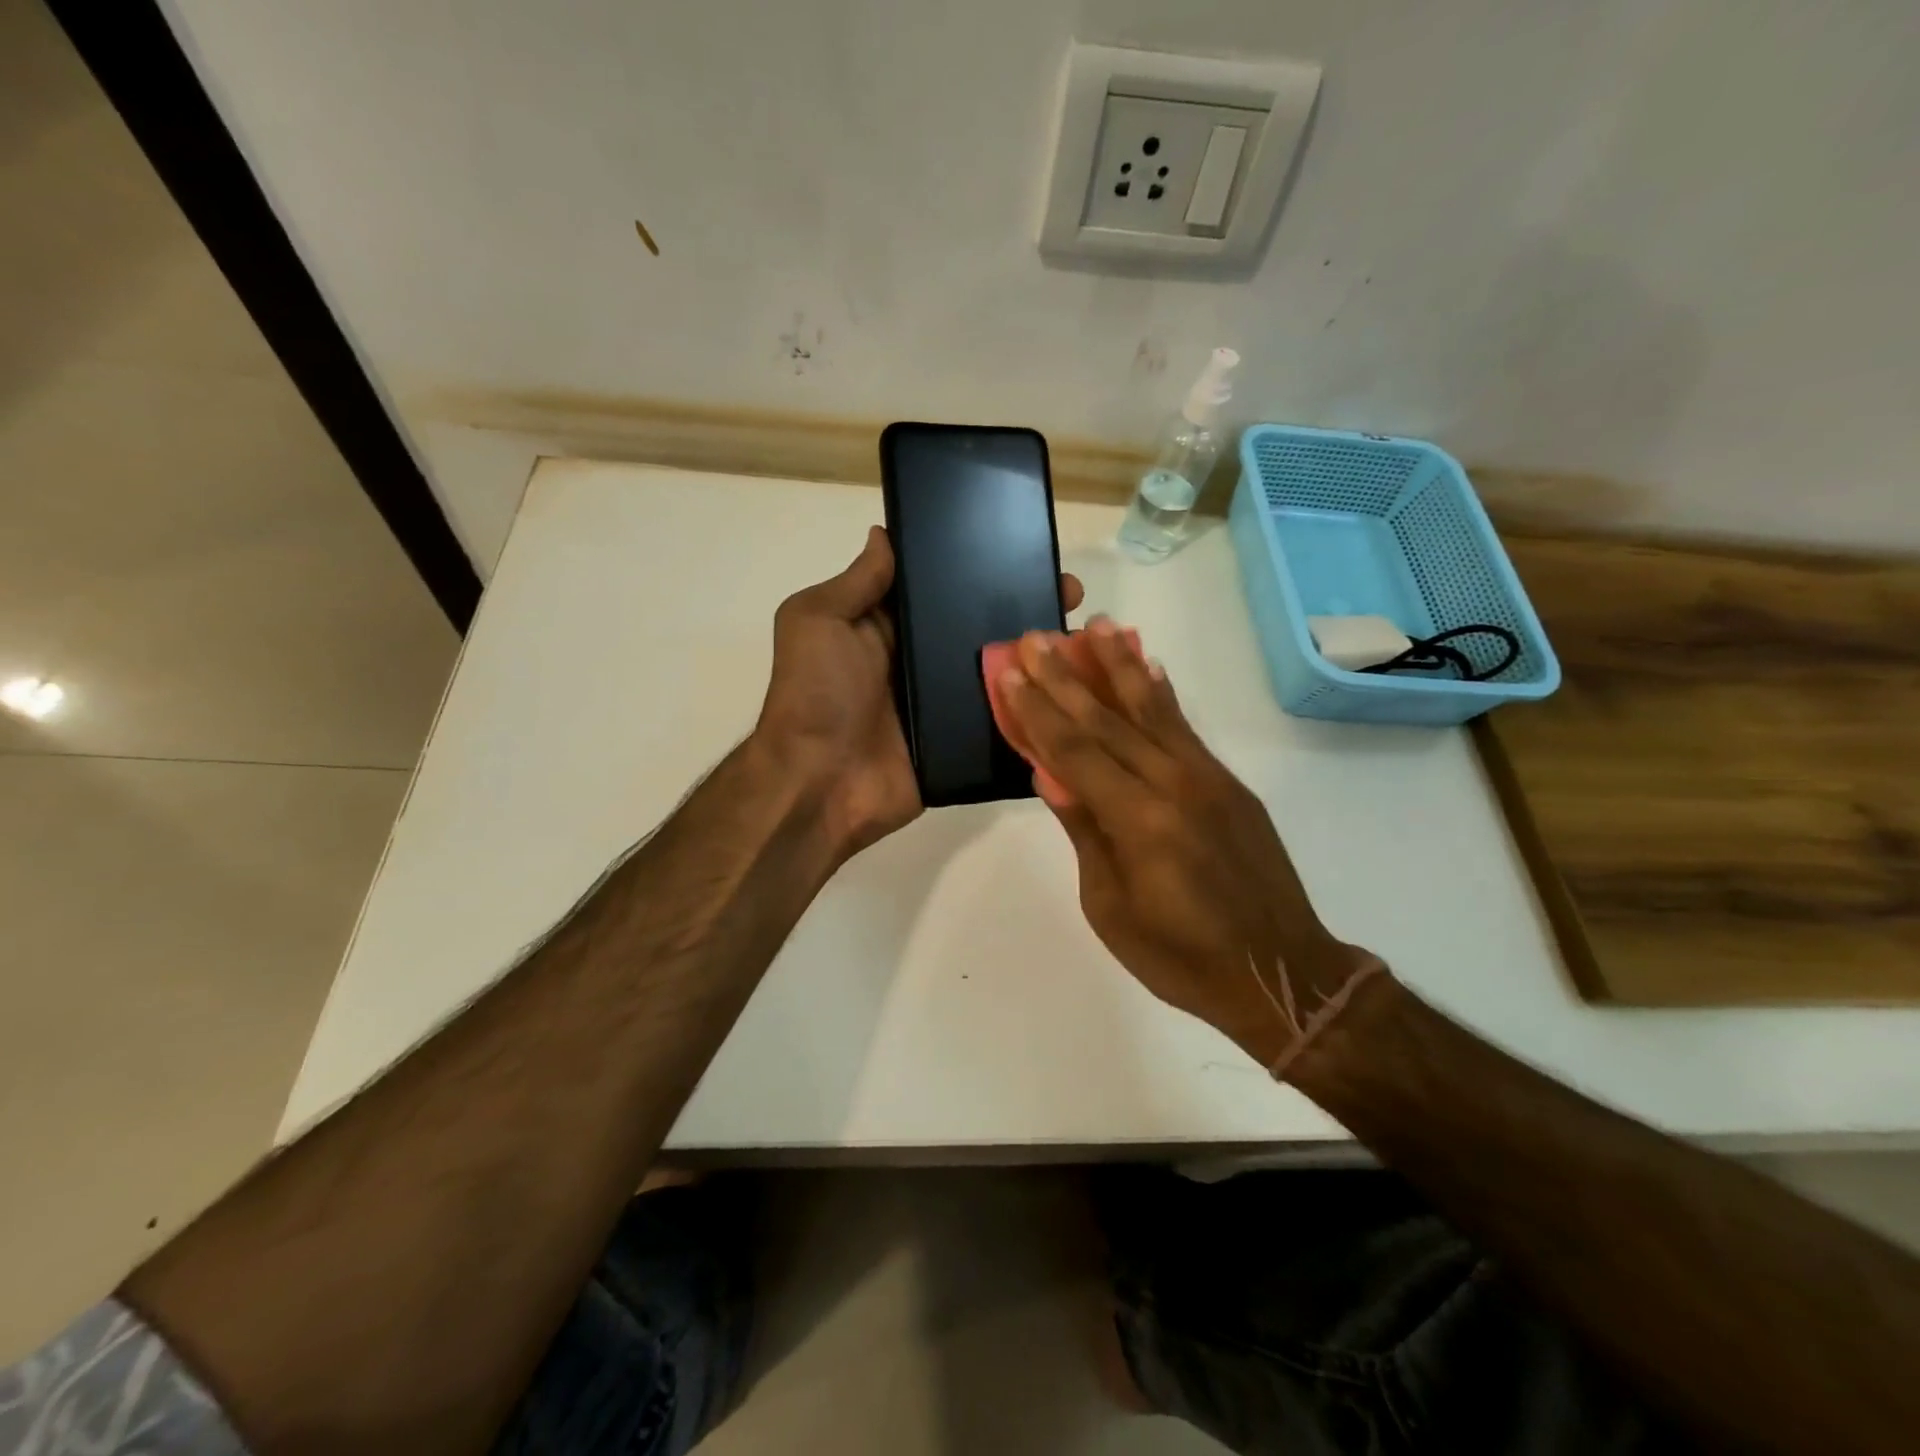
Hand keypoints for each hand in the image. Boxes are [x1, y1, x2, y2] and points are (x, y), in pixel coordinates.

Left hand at [755, 526, 1082, 861]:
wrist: (820, 784)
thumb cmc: (816, 694)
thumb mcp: (818, 621)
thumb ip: (856, 582)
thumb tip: (885, 533)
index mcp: (890, 626)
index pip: (942, 586)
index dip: (979, 566)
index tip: (1025, 547)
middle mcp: (921, 660)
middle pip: (978, 625)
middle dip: (1023, 605)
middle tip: (1071, 591)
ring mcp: (945, 702)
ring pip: (999, 669)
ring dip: (1037, 653)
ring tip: (1082, 634)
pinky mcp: (961, 740)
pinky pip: (1003, 716)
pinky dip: (1034, 704)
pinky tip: (1075, 686)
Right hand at [996, 620, 1379, 1069]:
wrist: (1280, 973)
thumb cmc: (1181, 957)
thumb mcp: (1110, 907)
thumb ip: (1085, 832)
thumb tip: (1052, 775)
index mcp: (1139, 822)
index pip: (1075, 752)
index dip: (1038, 711)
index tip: (1010, 672)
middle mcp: (1174, 785)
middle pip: (1108, 721)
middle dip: (1065, 677)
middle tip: (1036, 637)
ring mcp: (1207, 779)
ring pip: (1152, 710)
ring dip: (1118, 666)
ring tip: (1094, 626)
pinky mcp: (1228, 783)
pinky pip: (1185, 728)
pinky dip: (1162, 693)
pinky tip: (1147, 665)